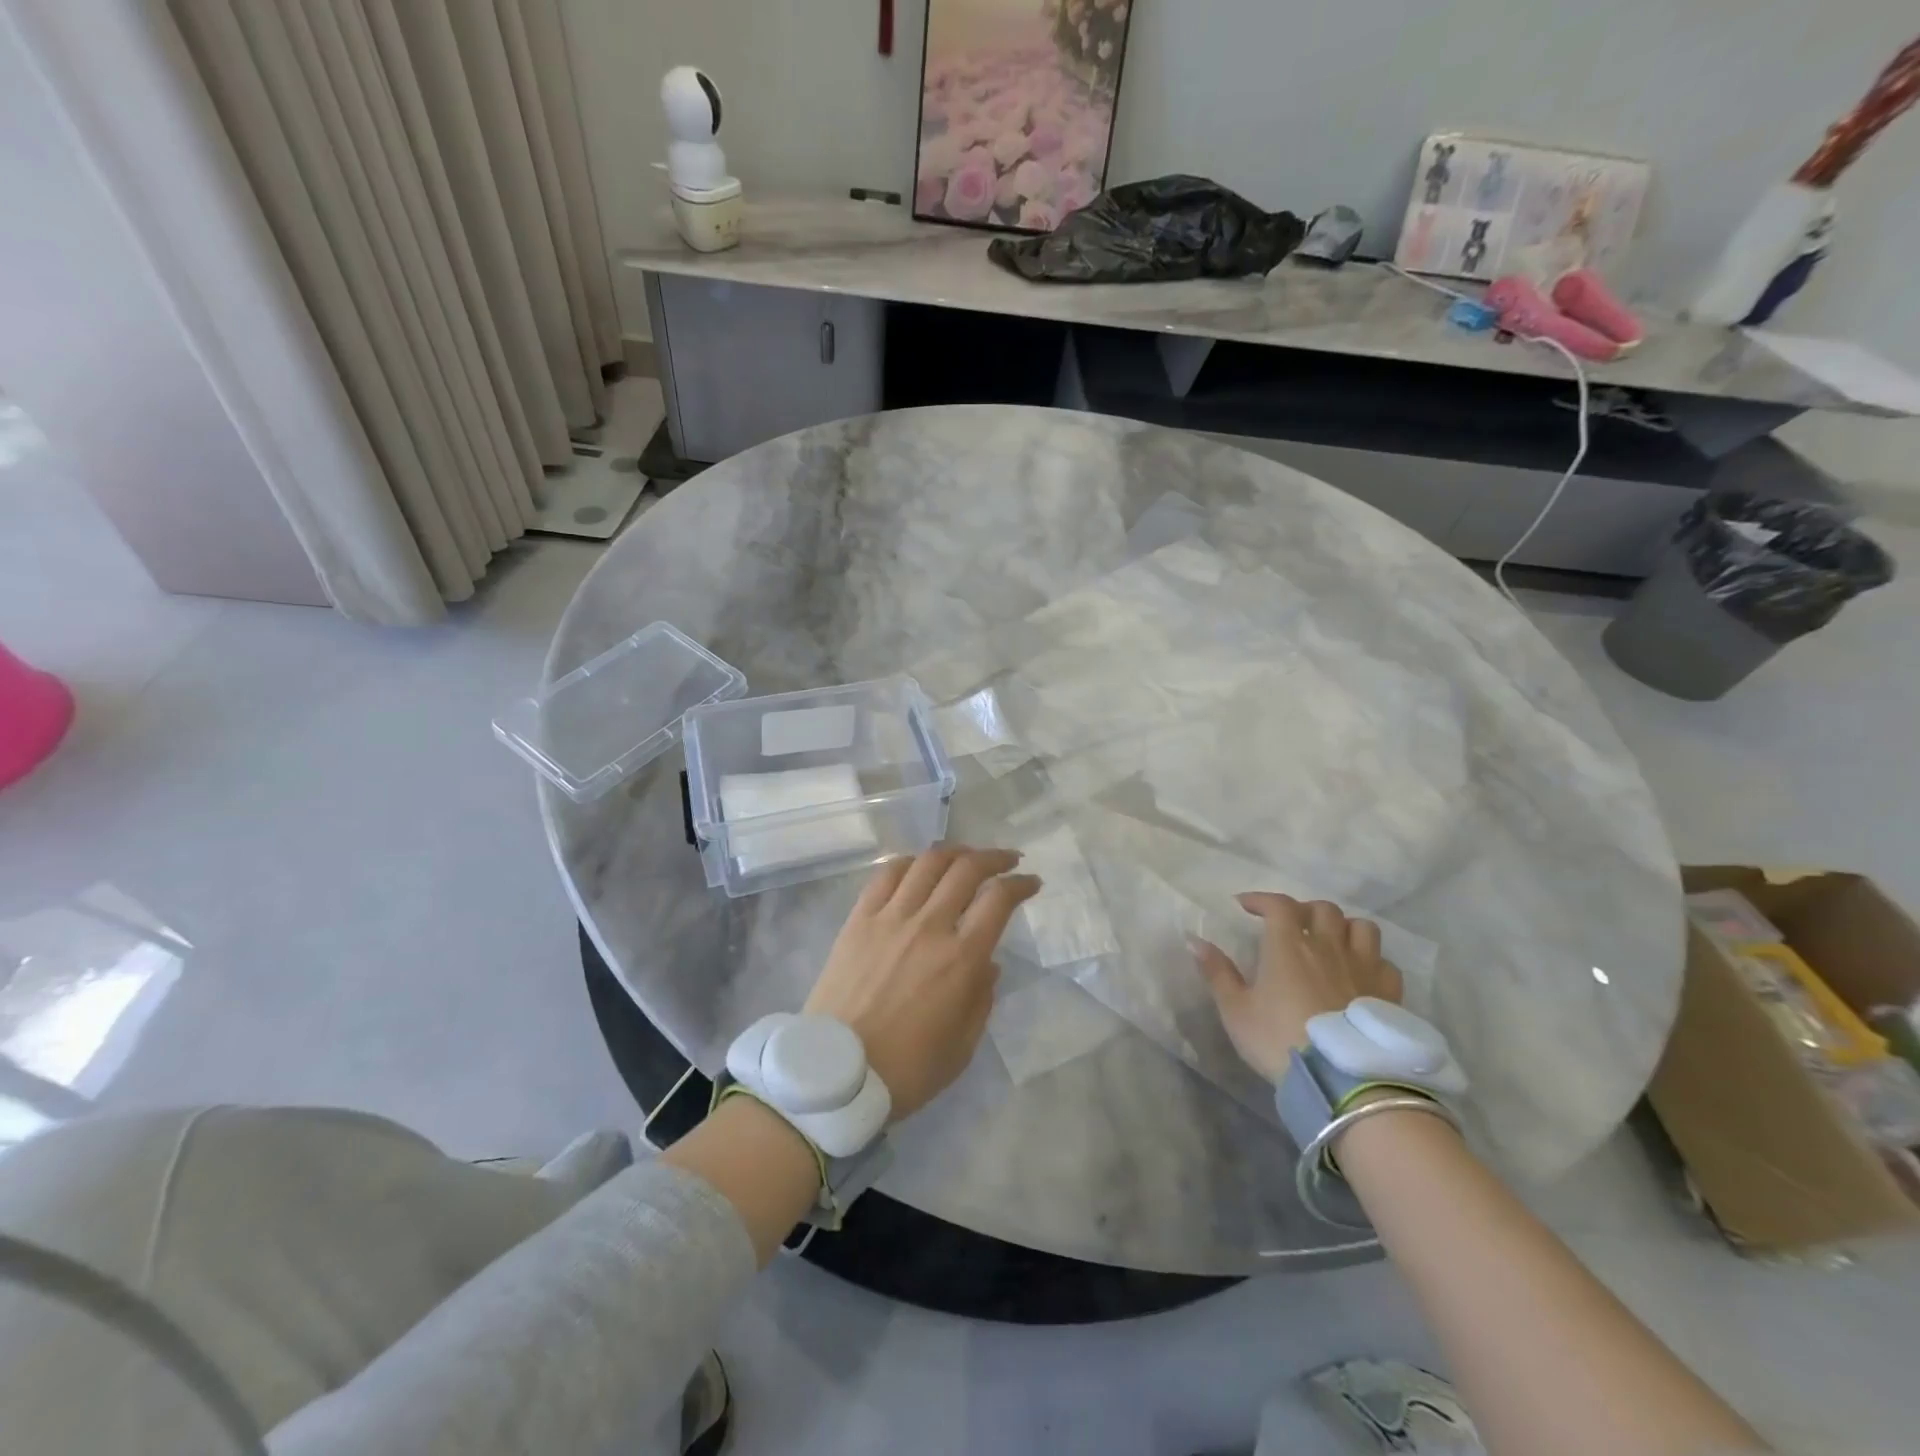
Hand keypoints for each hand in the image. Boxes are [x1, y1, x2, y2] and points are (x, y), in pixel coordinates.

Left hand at [805, 847, 1041, 1120]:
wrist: (836, 1075)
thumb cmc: (906, 1070)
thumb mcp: (962, 1047)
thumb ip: (981, 999)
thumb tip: (989, 963)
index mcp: (961, 959)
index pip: (999, 900)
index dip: (1020, 884)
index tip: (1031, 883)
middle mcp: (929, 926)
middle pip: (966, 869)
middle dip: (994, 858)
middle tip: (1008, 861)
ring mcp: (890, 918)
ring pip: (927, 863)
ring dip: (954, 852)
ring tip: (966, 857)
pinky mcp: (859, 920)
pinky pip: (886, 875)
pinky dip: (909, 862)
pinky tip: (918, 866)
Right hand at [1191, 892, 1403, 1082]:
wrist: (1342, 1082)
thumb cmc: (1279, 1040)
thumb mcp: (1236, 1010)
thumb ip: (1217, 973)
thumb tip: (1195, 940)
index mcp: (1288, 945)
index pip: (1278, 904)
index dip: (1261, 899)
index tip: (1244, 905)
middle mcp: (1328, 946)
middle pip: (1323, 909)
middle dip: (1304, 910)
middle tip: (1290, 924)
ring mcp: (1364, 968)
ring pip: (1361, 928)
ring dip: (1343, 928)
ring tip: (1331, 943)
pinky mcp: (1389, 994)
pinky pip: (1385, 962)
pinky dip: (1371, 960)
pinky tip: (1360, 975)